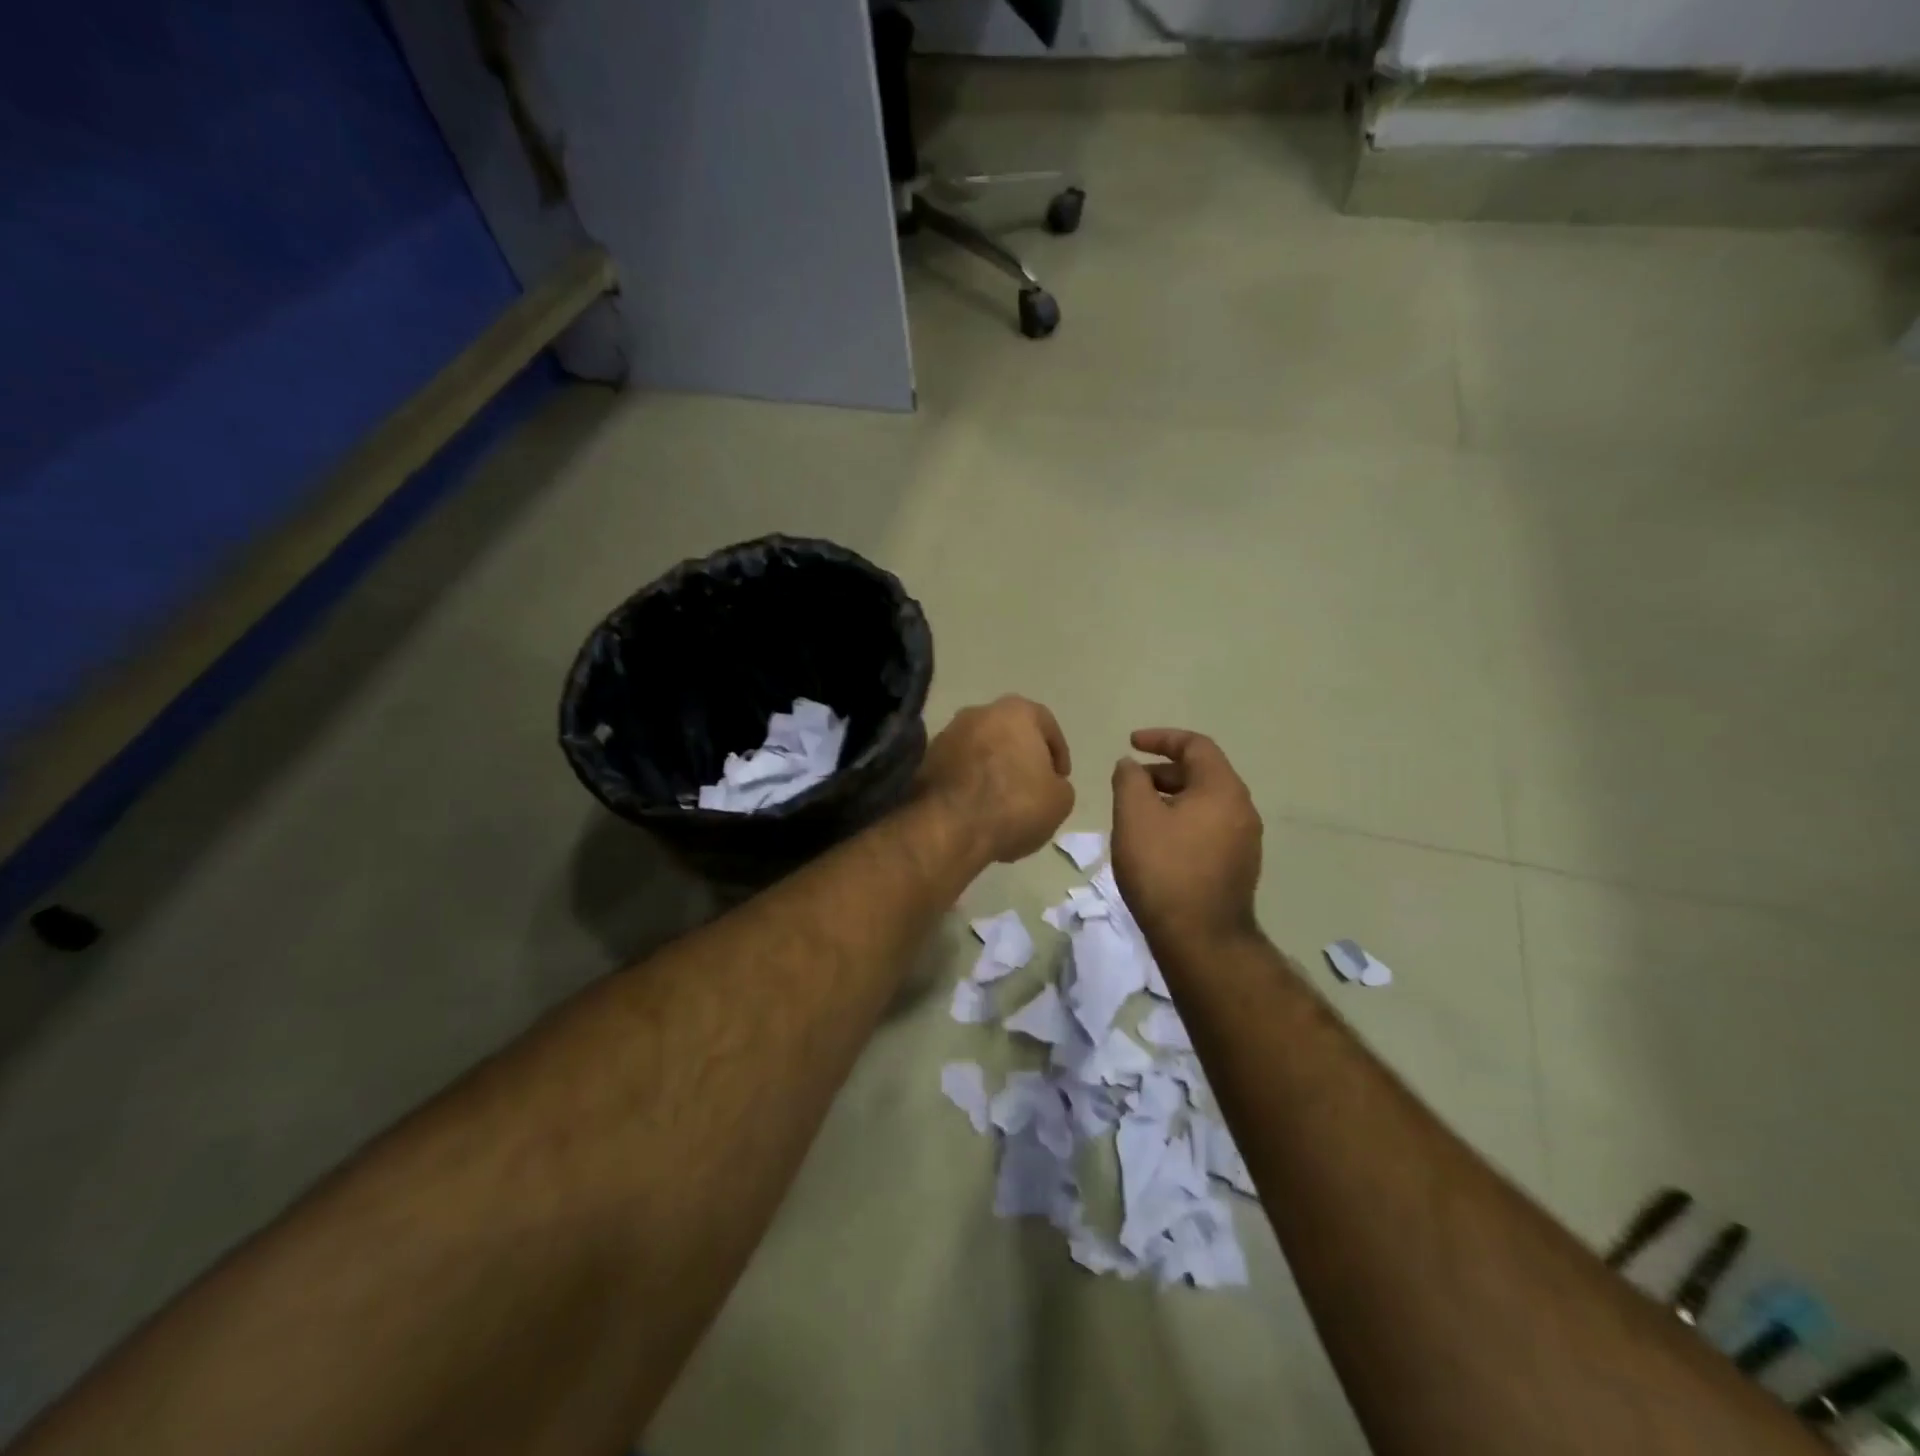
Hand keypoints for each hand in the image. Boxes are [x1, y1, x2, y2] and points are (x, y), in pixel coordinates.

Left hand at [920, 697, 1074, 864]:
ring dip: (993, 770)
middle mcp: (978, 712)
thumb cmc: (1015, 805)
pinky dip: (969, 783)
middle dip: (1021, 757)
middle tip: (1031, 787)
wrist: (950, 827)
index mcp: (1016, 711)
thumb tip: (1046, 783)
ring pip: (980, 750)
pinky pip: (958, 768)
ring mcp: (947, 734)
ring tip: (1002, 803)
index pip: (1046, 725)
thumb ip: (1058, 784)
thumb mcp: (1060, 800)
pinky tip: (977, 809)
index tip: (1060, 779)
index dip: (1058, 753)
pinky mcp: (925, 761)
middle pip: (1009, 733)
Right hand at [1111, 729, 1263, 956]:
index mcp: (1222, 789)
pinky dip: (1182, 820)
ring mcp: (1244, 840)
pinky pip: (1208, 827)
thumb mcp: (1134, 816)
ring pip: (1205, 803)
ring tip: (1137, 813)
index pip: (1196, 746)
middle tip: (1129, 782)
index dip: (1161, 738)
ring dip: (1171, 797)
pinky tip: (1156, 842)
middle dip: (1163, 771)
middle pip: (1202, 773)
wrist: (1201, 940)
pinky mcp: (1238, 866)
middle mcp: (1242, 809)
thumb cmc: (1164, 869)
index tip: (1131, 743)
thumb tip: (1131, 765)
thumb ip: (1129, 780)